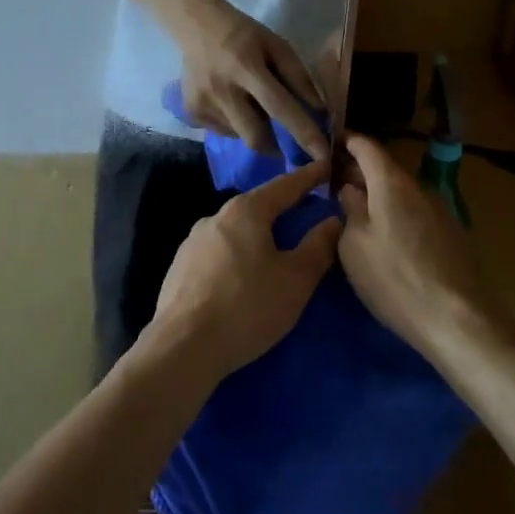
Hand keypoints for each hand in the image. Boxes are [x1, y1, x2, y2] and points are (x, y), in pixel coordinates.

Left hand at [148, 159, 341, 381]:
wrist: (183, 347)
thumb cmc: (247, 306)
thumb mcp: (295, 280)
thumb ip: (318, 247)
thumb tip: (333, 220)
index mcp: (245, 211)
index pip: (285, 186)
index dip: (309, 177)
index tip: (326, 166)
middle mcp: (215, 217)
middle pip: (257, 206)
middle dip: (282, 208)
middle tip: (306, 211)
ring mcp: (193, 242)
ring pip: (235, 231)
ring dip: (257, 235)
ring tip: (276, 249)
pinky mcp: (180, 268)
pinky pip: (218, 253)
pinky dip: (237, 256)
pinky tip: (243, 277)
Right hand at [174, 0, 328, 159]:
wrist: (196, 26)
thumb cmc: (244, 34)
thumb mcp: (276, 45)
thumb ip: (298, 76)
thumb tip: (318, 111)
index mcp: (246, 67)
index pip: (279, 106)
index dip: (302, 131)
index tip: (322, 154)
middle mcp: (222, 90)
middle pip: (255, 136)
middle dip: (275, 145)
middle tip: (284, 141)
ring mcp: (203, 104)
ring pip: (239, 135)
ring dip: (253, 127)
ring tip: (248, 103)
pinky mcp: (191, 113)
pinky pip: (222, 131)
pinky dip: (234, 124)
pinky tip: (230, 101)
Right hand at [337, 134, 498, 356]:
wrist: (458, 320)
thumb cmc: (394, 278)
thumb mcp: (354, 245)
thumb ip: (350, 209)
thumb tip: (351, 189)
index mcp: (391, 182)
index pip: (366, 146)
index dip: (347, 142)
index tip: (329, 145)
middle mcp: (419, 187)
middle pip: (385, 169)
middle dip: (360, 173)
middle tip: (335, 187)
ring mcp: (439, 210)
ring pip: (401, 192)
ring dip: (379, 197)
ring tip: (357, 215)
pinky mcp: (451, 234)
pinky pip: (415, 212)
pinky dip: (396, 215)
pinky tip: (386, 238)